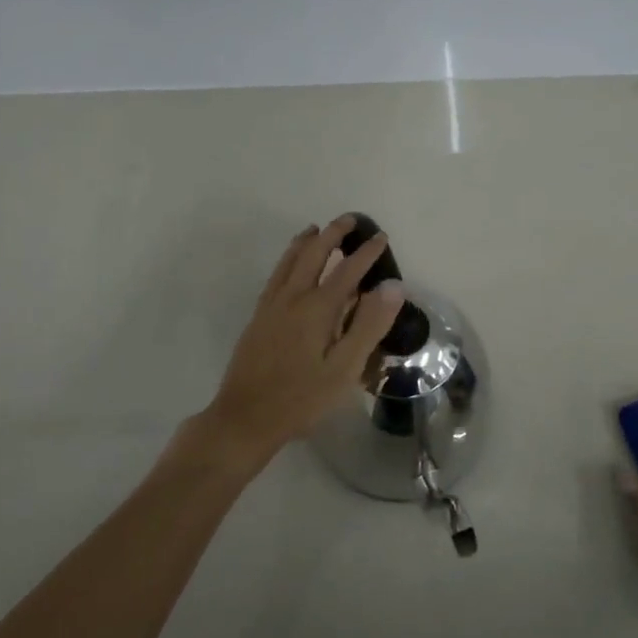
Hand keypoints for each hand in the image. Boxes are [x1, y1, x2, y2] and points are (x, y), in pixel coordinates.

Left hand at [197, 215, 403, 467]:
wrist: (245, 418)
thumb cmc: (301, 398)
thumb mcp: (344, 369)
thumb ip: (368, 325)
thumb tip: (392, 287)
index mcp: (317, 308)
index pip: (348, 270)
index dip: (366, 252)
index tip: (380, 237)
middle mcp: (292, 297)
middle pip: (314, 254)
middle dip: (333, 234)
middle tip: (350, 220)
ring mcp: (271, 305)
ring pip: (290, 261)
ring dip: (306, 241)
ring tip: (317, 229)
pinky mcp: (258, 317)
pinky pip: (276, 274)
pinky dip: (287, 258)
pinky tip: (290, 265)